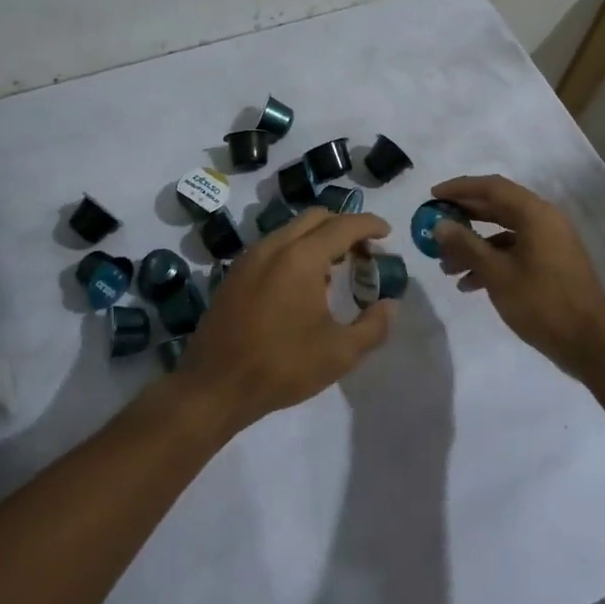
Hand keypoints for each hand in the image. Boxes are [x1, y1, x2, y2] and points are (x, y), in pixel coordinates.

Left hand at [177, 207, 392, 428]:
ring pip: (291, 230)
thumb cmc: (282, 366)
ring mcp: (249, 258)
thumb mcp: (340, 353)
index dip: (368, 224)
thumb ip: (373, 326)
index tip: (386, 232)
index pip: (342, 226)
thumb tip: (390, 305)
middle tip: (363, 250)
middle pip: (315, 218)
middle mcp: (273, 246)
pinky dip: (295, 250)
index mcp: (301, 257)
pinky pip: (272, 247)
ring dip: (317, 238)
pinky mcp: (235, 274)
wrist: (215, 386)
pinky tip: (303, 284)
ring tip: (336, 268)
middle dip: (343, 226)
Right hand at [428, 174, 604, 381]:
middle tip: (434, 225)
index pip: (492, 187)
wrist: (591, 344)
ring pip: (503, 234)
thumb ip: (466, 245)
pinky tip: (468, 285)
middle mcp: (544, 221)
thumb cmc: (543, 302)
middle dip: (463, 218)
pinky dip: (490, 262)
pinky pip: (514, 253)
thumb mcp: (497, 274)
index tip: (432, 196)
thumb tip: (439, 224)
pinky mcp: (550, 265)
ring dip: (473, 246)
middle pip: (496, 208)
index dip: (460, 188)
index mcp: (535, 214)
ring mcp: (549, 244)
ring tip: (445, 267)